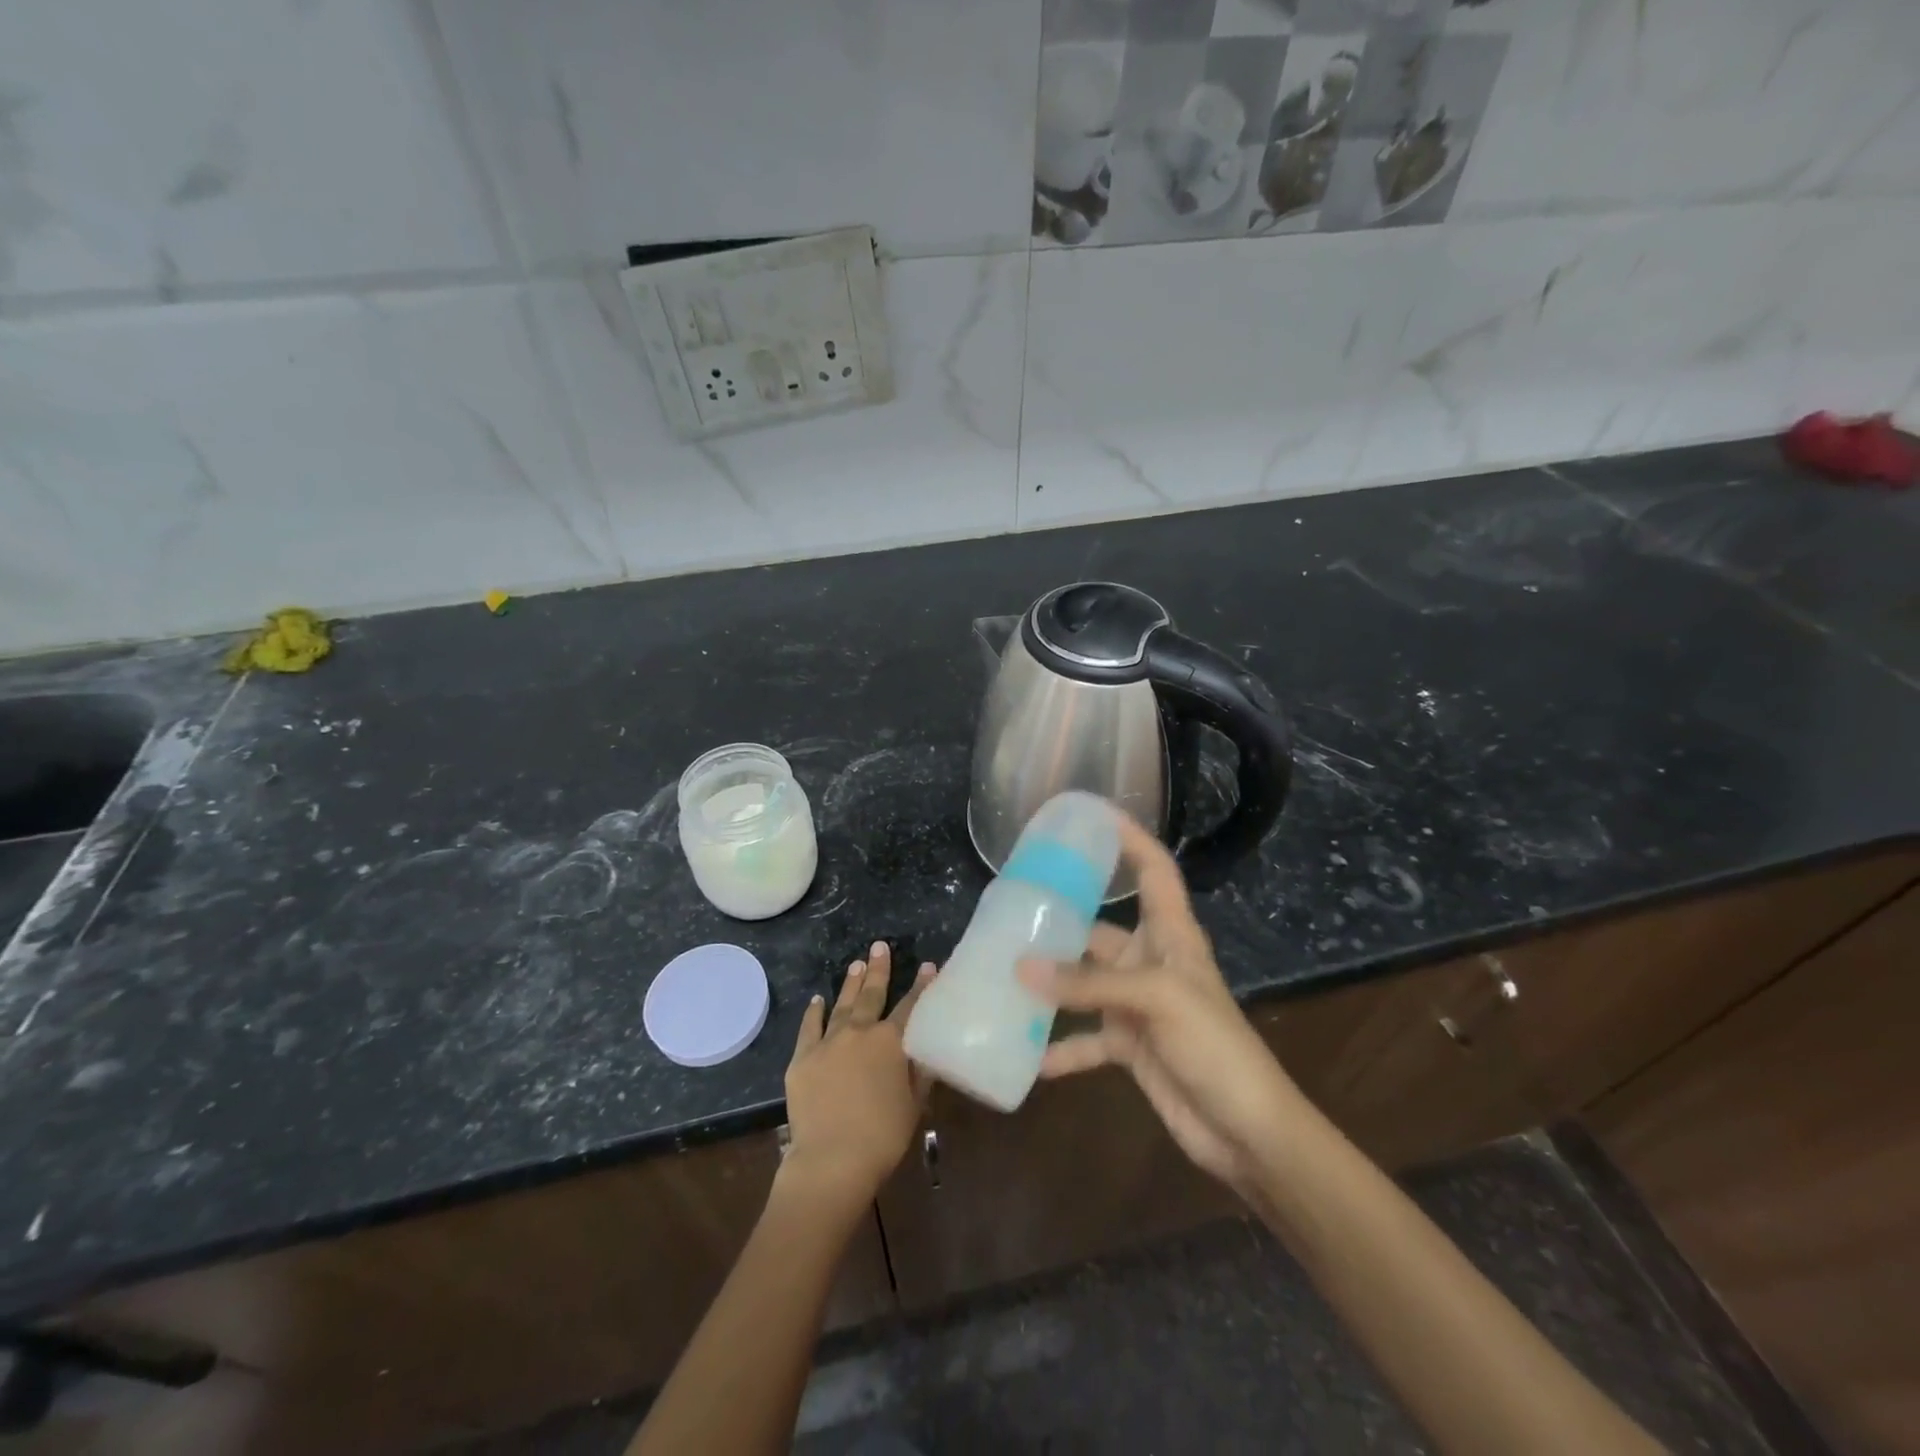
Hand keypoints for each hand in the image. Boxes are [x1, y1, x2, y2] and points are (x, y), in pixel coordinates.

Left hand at [782, 942, 935, 1208]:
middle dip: (879, 969)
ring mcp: (828, 1042)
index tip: (928, 966)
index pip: (910, 1006)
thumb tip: (927, 1051)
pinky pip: (809, 1027)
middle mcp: (860, 1032)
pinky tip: (817, 1000)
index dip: (921, 986)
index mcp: (890, 1042)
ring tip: (856, 964)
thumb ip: (920, 1073)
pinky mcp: (802, 1058)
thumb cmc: (882, 1136)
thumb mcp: (914, 1105)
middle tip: (879, 946)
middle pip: (872, 994)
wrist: (831, 1159)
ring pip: (842, 1004)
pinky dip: (814, 1012)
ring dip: (850, 983)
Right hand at [1018, 815, 1304, 1197]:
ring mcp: (1139, 1006)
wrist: (1247, 1130)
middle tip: (1012, 908)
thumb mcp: (1156, 1000)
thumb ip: (1088, 984)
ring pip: (1084, 983)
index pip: (1155, 870)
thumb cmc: (1215, 1046)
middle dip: (1063, 920)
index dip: (1131, 839)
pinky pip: (1084, 1039)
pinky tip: (1024, 1054)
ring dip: (1050, 984)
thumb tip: (1020, 967)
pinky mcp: (1129, 1046)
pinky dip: (1058, 1047)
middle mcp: (1152, 962)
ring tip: (1003, 973)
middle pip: (1102, 928)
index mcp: (1172, 935)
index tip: (1094, 815)